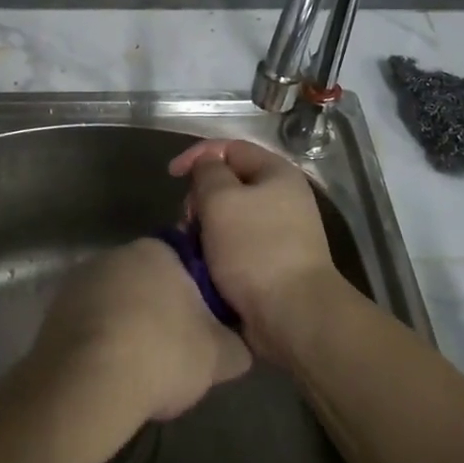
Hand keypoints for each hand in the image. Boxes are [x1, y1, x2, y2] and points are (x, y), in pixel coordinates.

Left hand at [29, 239, 251, 435]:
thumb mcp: (220, 356)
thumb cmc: (161, 355)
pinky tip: (110, 375)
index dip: (196, 297)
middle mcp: (116, 254)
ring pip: (117, 303)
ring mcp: (81, 281)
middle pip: (148, 282)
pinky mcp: (55, 311)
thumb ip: (236, 344)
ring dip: (128, 327)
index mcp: (156, 251)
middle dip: (160, 311)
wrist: (86, 385)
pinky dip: (101, 343)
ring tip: (140, 371)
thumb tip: (238, 343)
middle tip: (174, 353)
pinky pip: (90, 325)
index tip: (201, 330)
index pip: (185, 263)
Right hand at [168, 140, 352, 362]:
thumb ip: (208, 172)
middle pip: (229, 183)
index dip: (198, 155)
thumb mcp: (221, 199)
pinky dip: (216, 250)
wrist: (293, 314)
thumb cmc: (255, 249)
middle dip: (200, 197)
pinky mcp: (272, 263)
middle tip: (187, 220)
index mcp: (277, 173)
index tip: (171, 176)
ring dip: (205, 228)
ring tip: (192, 247)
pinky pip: (236, 245)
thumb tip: (207, 167)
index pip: (231, 148)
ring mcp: (280, 232)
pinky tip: (204, 265)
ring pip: (229, 217)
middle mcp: (283, 198)